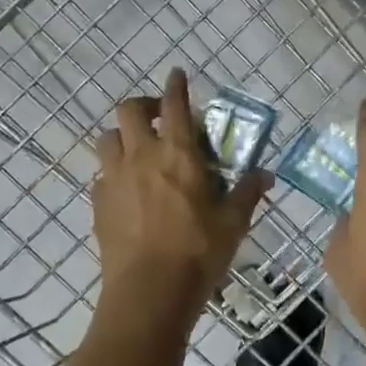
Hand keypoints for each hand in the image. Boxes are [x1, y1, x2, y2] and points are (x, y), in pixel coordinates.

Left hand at [93, 69, 270, 325]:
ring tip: (138, 151)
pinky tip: (127, 190)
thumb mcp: (234, 222)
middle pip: (129, 111)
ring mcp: (114, 179)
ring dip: (122, 136)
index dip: (176, 85)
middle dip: (143, 105)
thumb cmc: (198, 251)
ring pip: (107, 139)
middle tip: (158, 118)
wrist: (149, 291)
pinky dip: (113, 172)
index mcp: (177, 153)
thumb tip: (267, 174)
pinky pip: (101, 175)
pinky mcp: (99, 204)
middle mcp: (141, 156)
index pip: (174, 105)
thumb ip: (249, 192)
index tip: (177, 73)